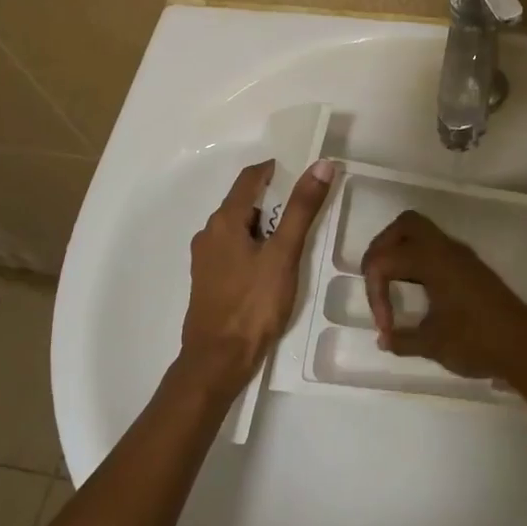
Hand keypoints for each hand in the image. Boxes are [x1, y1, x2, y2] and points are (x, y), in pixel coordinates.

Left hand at [181, 157, 333, 391]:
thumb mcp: (284, 253)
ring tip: (294, 239)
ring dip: (265, 225)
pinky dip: (254, 246)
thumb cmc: (253, 304)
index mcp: (224, 221)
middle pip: (244, 202)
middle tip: (306, 210)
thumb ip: (302, 209)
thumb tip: (321, 165)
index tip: (304, 175)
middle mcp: (209, 233)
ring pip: (239, 228)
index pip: (250, 178)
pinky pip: (234, 249)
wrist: (218, 360)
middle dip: (275, 200)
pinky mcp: (208, 281)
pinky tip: (272, 266)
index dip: (276, 170)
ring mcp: (205, 259)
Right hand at [359, 211, 526, 382]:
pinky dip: (419, 263)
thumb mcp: (432, 344)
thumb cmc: (477, 343)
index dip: (375, 293)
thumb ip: (402, 339)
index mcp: (433, 260)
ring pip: (423, 234)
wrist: (526, 349)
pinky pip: (436, 250)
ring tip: (393, 287)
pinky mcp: (471, 268)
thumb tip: (385, 339)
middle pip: (406, 225)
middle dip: (383, 249)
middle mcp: (447, 249)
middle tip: (377, 281)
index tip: (386, 326)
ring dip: (402, 253)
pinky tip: (418, 293)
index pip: (386, 259)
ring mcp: (462, 256)